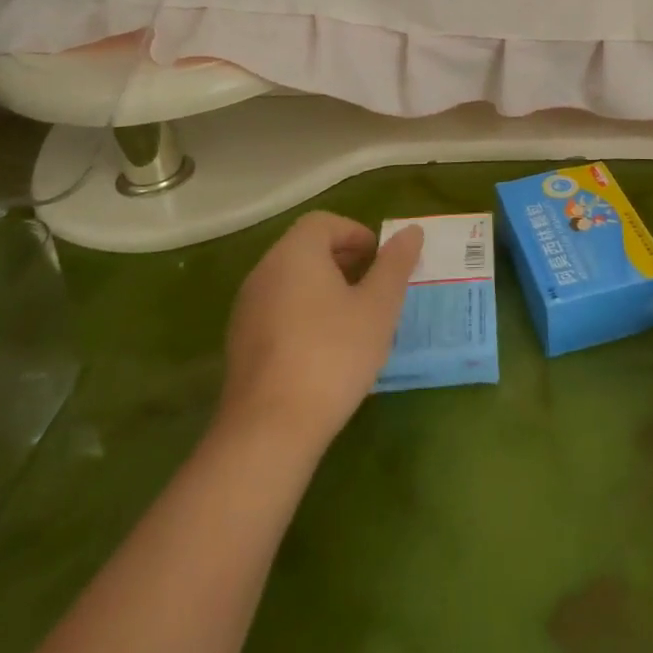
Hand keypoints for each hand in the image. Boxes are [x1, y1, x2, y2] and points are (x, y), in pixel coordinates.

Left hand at [215, 211, 422, 458]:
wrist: (269, 430)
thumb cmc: (333, 354)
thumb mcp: (378, 306)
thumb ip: (395, 264)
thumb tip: (411, 231)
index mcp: (295, 253)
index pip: (324, 222)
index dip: (356, 234)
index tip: (380, 261)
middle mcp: (264, 271)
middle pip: (306, 249)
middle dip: (343, 261)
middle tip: (373, 289)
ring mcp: (247, 309)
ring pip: (291, 281)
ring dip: (324, 289)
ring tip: (354, 321)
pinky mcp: (240, 344)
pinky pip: (277, 311)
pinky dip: (303, 314)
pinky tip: (325, 350)